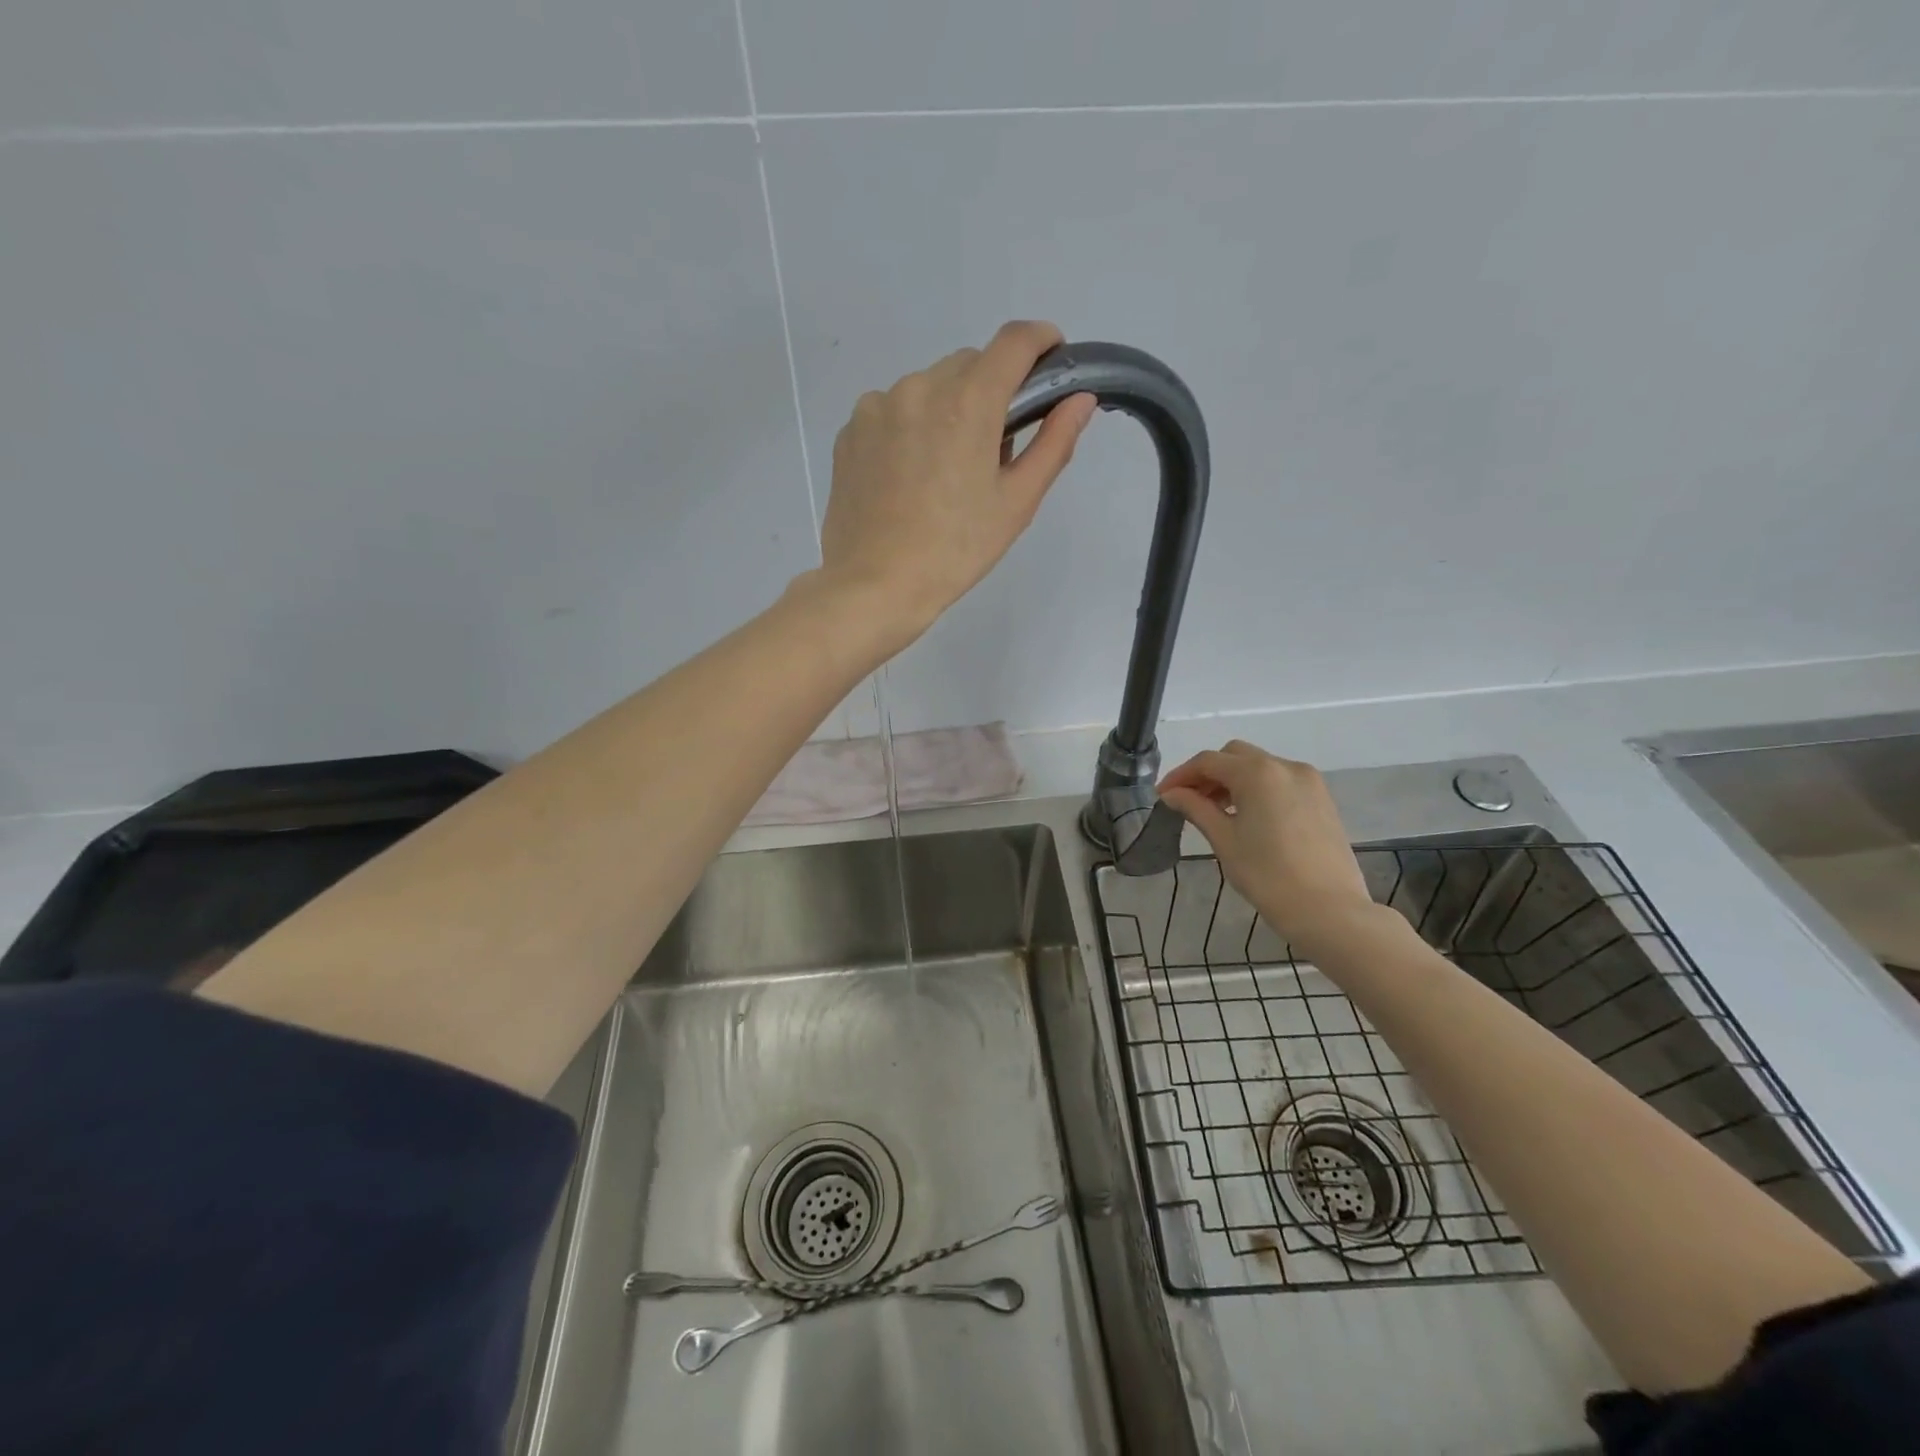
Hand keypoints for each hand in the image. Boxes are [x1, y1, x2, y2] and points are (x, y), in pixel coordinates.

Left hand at [817, 320, 1097, 647]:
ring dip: (948, 409)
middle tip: (994, 448)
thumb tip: (1080, 399)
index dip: (1041, 340)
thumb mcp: (1016, 503)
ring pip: (929, 386)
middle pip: (970, 364)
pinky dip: (911, 426)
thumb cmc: (954, 551)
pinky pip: (893, 410)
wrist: (874, 585)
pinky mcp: (851, 430)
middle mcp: (919, 387)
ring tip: (945, 470)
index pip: (1014, 341)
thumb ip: (1053, 443)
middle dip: (992, 391)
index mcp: (967, 402)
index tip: (1052, 357)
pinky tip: (909, 476)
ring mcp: (877, 407)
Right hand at [1158, 742, 1380, 952]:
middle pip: (1235, 756)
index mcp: (1257, 773)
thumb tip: (1172, 794)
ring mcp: (1309, 781)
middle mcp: (1285, 766)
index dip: (1181, 775)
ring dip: (1233, 780)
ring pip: (1260, 766)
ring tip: (1215, 811)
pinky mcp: (1322, 799)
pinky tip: (1247, 816)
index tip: (1162, 795)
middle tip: (1188, 801)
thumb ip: (1196, 808)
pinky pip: (1280, 781)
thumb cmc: (1268, 876)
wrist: (1330, 911)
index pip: (1208, 761)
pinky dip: (1257, 789)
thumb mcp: (1224, 840)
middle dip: (1208, 773)